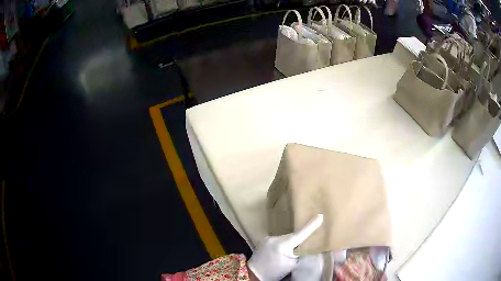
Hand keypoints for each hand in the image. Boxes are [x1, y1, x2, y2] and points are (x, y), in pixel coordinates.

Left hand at [247, 214, 322, 280]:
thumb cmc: (275, 272)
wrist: (254, 274)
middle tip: (305, 244)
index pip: (300, 234)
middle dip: (299, 239)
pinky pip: (278, 240)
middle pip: (293, 236)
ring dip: (290, 242)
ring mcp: (267, 238)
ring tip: (290, 252)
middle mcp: (274, 238)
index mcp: (283, 245)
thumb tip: (308, 246)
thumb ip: (301, 254)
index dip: (311, 225)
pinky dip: (282, 244)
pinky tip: (281, 252)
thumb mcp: (292, 265)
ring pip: (285, 238)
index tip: (320, 216)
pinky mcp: (263, 240)